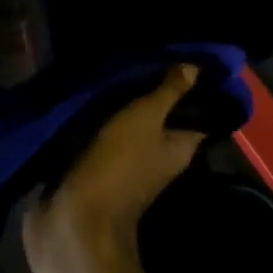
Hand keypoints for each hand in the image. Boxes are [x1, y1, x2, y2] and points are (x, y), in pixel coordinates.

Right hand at [23, 65, 204, 262]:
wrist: (74, 217)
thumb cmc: (118, 164)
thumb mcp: (146, 118)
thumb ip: (169, 92)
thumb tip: (196, 67)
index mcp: (180, 148)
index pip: (197, 113)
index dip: (194, 88)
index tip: (183, 58)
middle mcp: (160, 156)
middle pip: (163, 117)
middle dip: (154, 90)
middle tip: (143, 54)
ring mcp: (130, 164)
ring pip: (133, 125)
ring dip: (125, 103)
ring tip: (116, 66)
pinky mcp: (101, 167)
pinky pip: (107, 135)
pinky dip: (103, 118)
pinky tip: (94, 93)